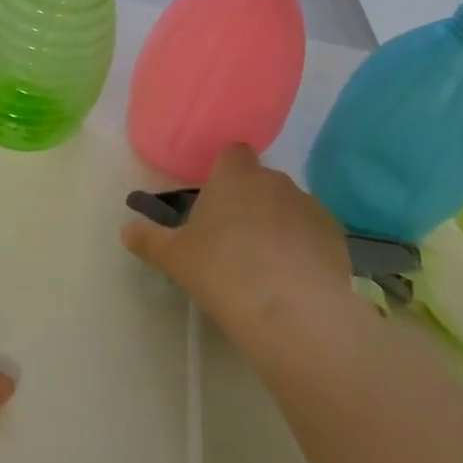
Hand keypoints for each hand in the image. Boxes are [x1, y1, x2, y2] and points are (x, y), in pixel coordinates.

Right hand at [121, 144, 353, 347]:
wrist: (292, 309)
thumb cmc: (223, 271)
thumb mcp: (175, 258)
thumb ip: (149, 240)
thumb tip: (126, 230)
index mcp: (235, 176)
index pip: (233, 153)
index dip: (224, 172)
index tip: (215, 201)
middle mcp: (275, 180)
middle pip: (260, 181)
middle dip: (249, 202)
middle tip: (232, 241)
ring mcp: (310, 205)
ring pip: (288, 206)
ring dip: (278, 225)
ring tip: (265, 266)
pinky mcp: (335, 234)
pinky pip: (312, 233)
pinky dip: (303, 247)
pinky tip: (292, 279)